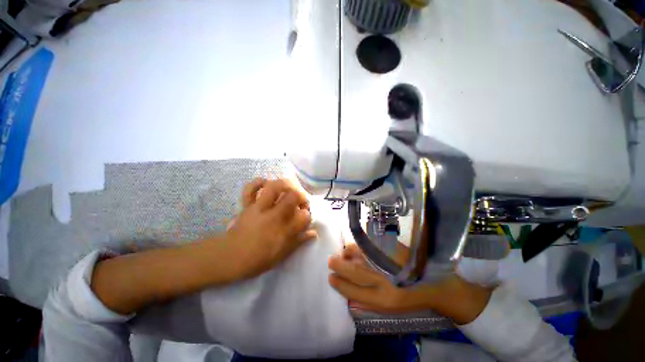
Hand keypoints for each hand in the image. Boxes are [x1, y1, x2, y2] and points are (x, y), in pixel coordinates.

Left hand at [221, 178, 318, 279]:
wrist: (229, 257)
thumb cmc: (258, 259)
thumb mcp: (282, 254)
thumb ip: (299, 241)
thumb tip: (314, 233)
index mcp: (283, 230)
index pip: (304, 216)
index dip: (308, 215)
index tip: (305, 218)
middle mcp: (274, 215)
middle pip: (293, 196)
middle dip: (301, 196)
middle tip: (300, 201)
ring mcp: (259, 208)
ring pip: (274, 187)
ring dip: (285, 185)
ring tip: (289, 189)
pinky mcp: (248, 205)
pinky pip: (251, 188)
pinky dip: (258, 182)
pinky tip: (266, 183)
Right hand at [329, 244, 492, 323]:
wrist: (436, 283)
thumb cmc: (410, 297)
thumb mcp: (389, 307)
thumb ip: (367, 302)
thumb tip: (347, 295)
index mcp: (384, 300)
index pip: (354, 291)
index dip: (340, 284)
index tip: (330, 277)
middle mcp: (386, 282)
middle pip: (355, 272)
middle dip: (340, 266)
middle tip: (331, 260)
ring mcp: (390, 263)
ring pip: (362, 256)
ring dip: (348, 253)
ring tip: (343, 253)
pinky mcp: (395, 249)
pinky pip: (371, 244)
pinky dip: (360, 245)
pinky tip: (356, 246)